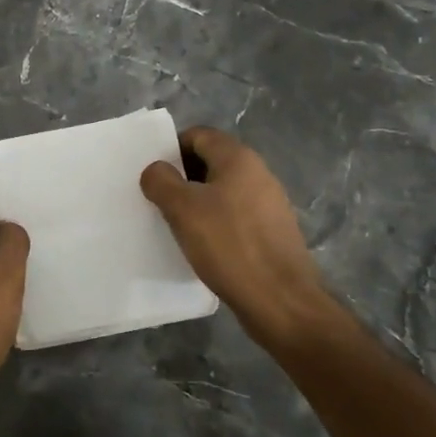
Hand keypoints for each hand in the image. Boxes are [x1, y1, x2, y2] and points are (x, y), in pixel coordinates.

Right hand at [140, 126, 338, 349]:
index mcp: (238, 158)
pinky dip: (217, 223)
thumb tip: (156, 170)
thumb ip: (161, 181)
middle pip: (211, 161)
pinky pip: (236, 216)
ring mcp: (270, 204)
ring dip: (198, 202)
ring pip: (223, 190)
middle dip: (183, 177)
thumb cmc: (229, 245)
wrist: (281, 301)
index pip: (198, 135)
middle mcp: (259, 173)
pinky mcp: (273, 232)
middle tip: (160, 201)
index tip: (154, 175)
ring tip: (178, 226)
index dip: (171, 150)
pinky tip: (204, 246)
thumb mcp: (182, 209)